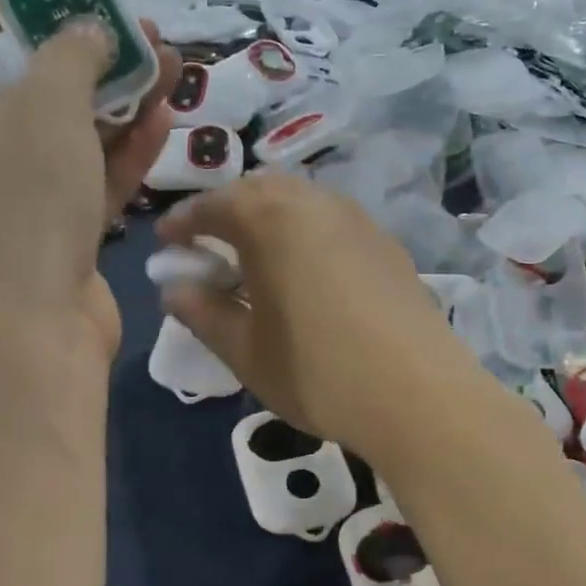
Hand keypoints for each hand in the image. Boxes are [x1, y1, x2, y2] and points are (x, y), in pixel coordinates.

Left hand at [0, 0, 178, 360]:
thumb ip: (73, 55)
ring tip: (170, 67)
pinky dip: (123, 150)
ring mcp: (14, 197)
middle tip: (139, 32)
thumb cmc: (17, 205)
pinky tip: (163, 119)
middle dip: (86, 56)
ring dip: (118, 101)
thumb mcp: (45, 108)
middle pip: (27, 84)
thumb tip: (90, 30)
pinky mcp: (56, 234)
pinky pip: (89, 177)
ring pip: (69, 133)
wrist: (26, 333)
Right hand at [156, 174, 486, 461]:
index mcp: (270, 219)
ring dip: (270, 220)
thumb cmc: (317, 373)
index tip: (166, 245)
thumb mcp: (245, 351)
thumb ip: (203, 313)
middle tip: (211, 249)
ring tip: (258, 261)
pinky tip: (308, 275)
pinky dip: (307, 235)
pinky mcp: (389, 245)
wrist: (419, 395)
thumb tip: (174, 289)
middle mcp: (316, 203)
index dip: (183, 223)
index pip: (212, 205)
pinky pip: (333, 224)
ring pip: (302, 203)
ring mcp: (359, 221)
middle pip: (260, 190)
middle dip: (228, 212)